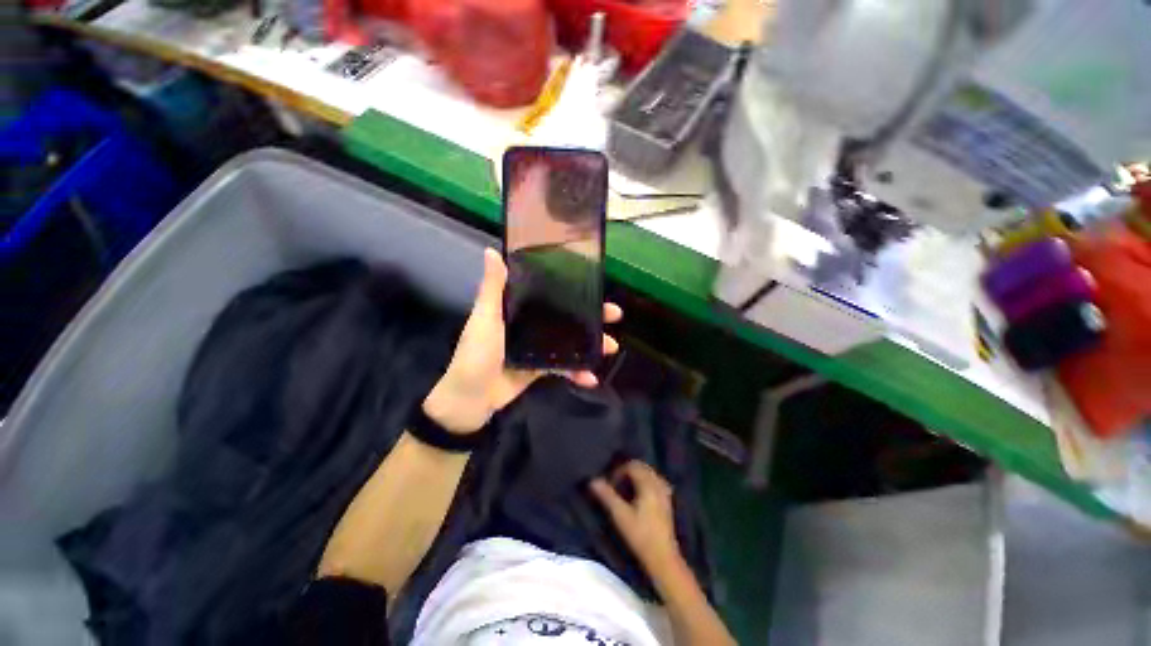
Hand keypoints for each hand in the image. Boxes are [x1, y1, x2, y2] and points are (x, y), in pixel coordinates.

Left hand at [423, 248, 622, 433]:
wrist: (470, 398)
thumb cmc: (476, 353)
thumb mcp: (485, 318)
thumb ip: (492, 288)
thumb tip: (492, 251)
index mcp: (518, 309)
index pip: (550, 294)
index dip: (572, 289)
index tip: (594, 285)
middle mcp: (530, 325)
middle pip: (565, 317)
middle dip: (590, 316)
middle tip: (614, 315)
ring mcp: (537, 348)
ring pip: (569, 342)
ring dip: (590, 345)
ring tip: (611, 347)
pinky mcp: (539, 368)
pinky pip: (563, 368)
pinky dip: (576, 373)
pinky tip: (590, 378)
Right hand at [590, 460, 681, 575]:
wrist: (663, 558)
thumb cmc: (640, 536)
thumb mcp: (620, 515)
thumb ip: (607, 496)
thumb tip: (593, 481)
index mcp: (648, 485)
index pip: (632, 466)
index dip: (619, 471)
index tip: (610, 483)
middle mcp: (658, 485)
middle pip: (642, 467)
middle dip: (628, 470)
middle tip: (616, 483)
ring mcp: (665, 493)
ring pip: (650, 474)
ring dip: (638, 475)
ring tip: (626, 487)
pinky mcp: (667, 503)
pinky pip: (656, 482)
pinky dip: (647, 482)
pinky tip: (641, 494)